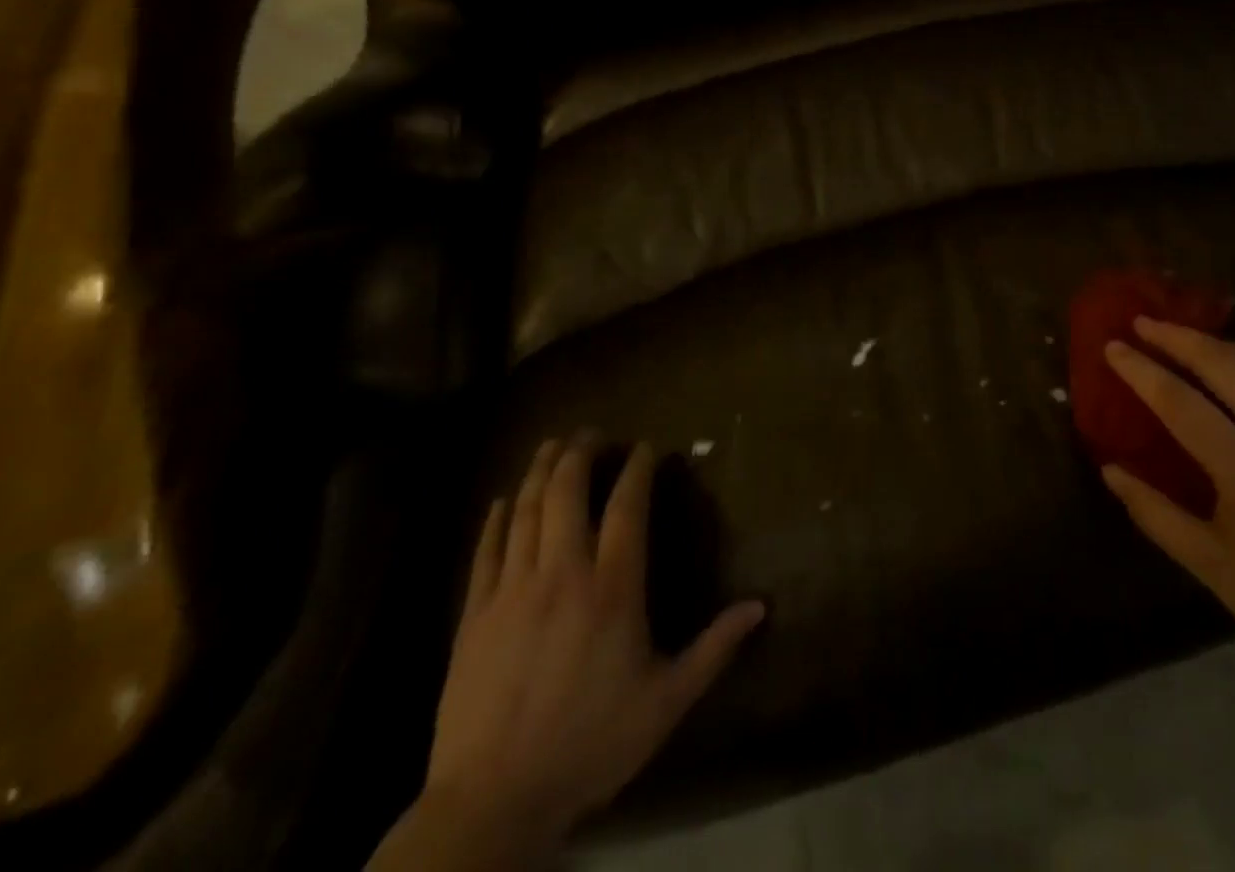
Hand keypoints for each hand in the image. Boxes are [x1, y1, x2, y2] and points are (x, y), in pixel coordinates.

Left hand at [422, 436, 765, 849]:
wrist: (492, 803)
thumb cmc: (590, 744)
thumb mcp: (666, 700)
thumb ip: (714, 648)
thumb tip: (761, 606)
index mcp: (612, 588)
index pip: (626, 508)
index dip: (636, 470)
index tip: (645, 447)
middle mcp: (561, 574)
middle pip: (567, 493)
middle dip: (580, 454)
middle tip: (592, 432)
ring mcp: (512, 592)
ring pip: (525, 512)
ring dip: (539, 472)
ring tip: (552, 445)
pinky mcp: (474, 616)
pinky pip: (485, 552)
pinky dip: (495, 520)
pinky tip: (501, 501)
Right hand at [1101, 319, 1234, 667]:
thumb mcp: (1209, 564)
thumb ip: (1155, 513)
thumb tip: (1110, 470)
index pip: (1180, 402)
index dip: (1142, 371)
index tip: (1112, 346)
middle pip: (1222, 364)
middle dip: (1177, 337)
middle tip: (1142, 323)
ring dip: (1215, 342)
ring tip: (1182, 337)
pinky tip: (1232, 364)